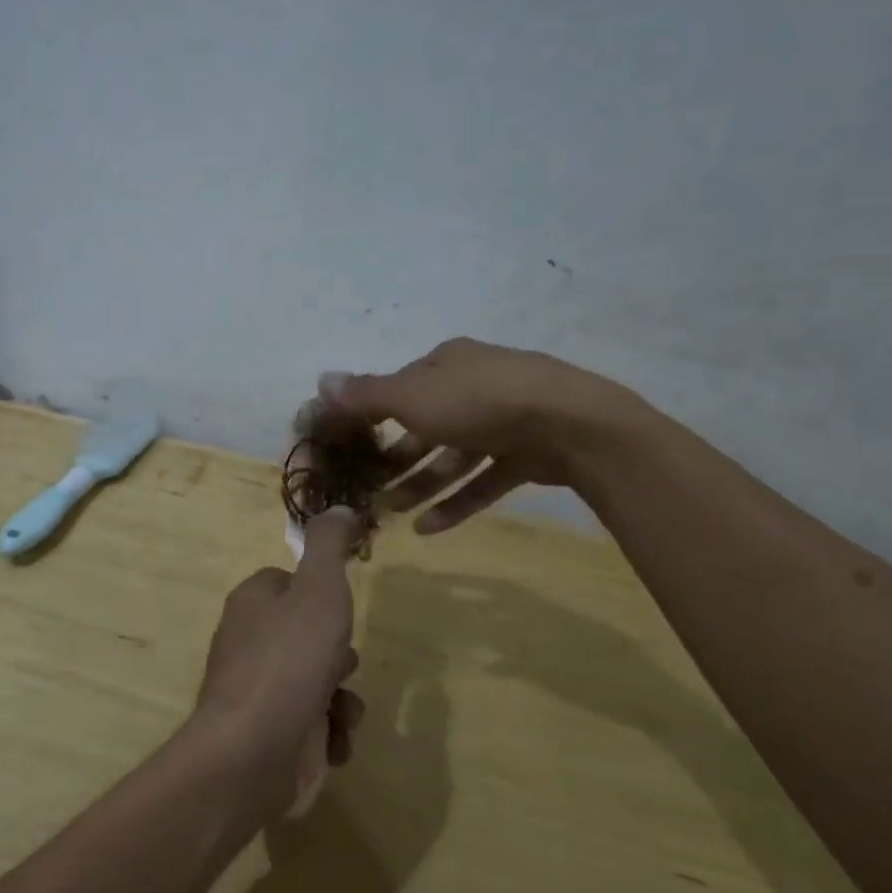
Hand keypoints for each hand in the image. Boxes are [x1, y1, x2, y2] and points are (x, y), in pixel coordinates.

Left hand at [193, 509, 366, 809]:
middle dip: (337, 653)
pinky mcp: (267, 735)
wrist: (253, 753)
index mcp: (253, 602)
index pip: (289, 583)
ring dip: (340, 697)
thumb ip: (330, 546)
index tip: (341, 610)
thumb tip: (340, 508)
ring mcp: (256, 691)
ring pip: (316, 681)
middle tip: (343, 664)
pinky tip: (332, 741)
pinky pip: (310, 723)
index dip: (320, 596)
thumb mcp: (319, 589)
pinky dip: (328, 732)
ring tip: (341, 710)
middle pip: (308, 634)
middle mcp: (248, 642)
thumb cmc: (290, 660)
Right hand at [319, 337, 647, 532]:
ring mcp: (503, 421)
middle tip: (367, 487)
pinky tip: (428, 529)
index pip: (399, 387)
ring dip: (420, 484)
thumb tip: (320, 380)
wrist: (571, 424)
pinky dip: (456, 502)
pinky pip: (482, 480)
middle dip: (394, 458)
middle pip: (424, 425)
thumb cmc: (478, 401)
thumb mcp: (412, 396)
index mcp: (446, 363)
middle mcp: (473, 386)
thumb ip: (365, 395)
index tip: (348, 445)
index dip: (370, 415)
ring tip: (390, 513)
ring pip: (452, 456)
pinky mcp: (525, 455)